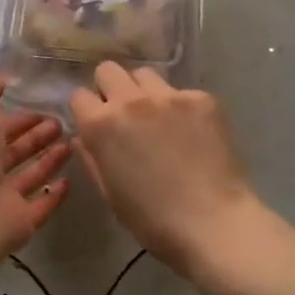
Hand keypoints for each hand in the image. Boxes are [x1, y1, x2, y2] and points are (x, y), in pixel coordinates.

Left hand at [0, 77, 70, 261]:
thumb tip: (2, 83)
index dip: (17, 114)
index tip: (44, 102)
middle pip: (13, 149)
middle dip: (36, 134)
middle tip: (63, 122)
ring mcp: (1, 197)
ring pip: (29, 175)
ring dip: (49, 158)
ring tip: (74, 142)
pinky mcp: (20, 221)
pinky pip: (41, 204)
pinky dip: (54, 193)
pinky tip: (71, 179)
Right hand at [68, 65, 259, 287]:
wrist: (214, 224)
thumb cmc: (153, 220)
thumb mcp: (110, 193)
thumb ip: (92, 157)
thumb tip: (83, 137)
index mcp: (101, 125)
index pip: (79, 95)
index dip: (86, 111)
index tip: (96, 125)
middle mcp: (130, 100)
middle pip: (108, 70)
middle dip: (110, 88)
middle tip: (124, 115)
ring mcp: (169, 96)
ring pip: (145, 75)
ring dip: (143, 92)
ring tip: (158, 119)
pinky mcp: (201, 99)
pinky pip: (180, 91)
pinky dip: (180, 107)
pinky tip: (191, 132)